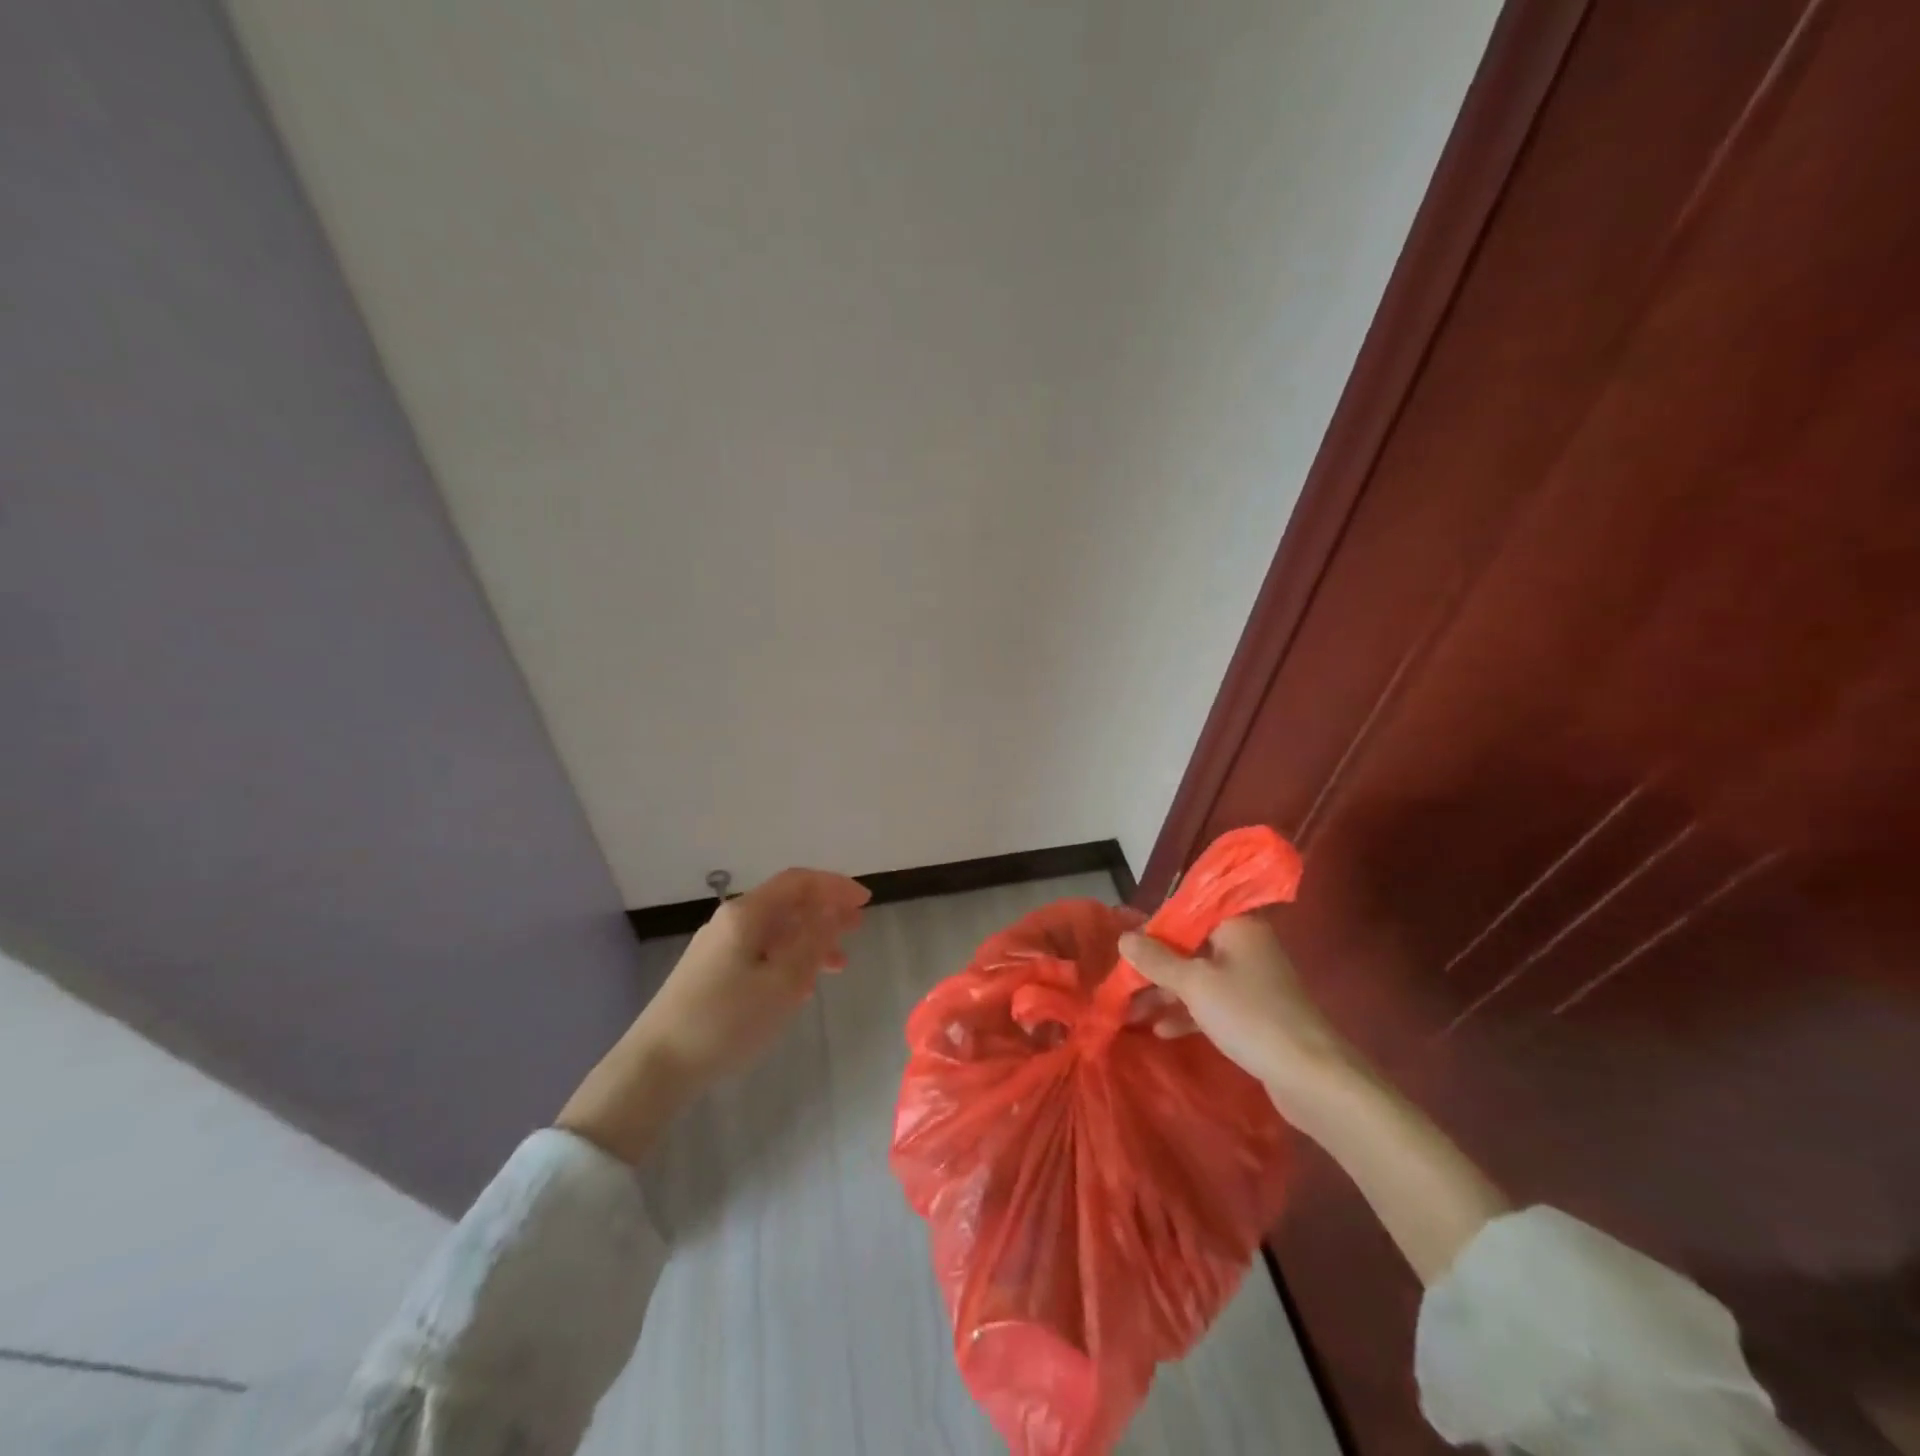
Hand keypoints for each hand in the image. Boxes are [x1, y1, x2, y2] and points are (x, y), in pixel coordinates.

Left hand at [637, 867, 870, 1085]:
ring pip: (775, 932)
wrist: (657, 1066)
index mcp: (747, 914)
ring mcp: (718, 948)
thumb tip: (833, 908)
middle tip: (857, 927)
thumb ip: (813, 941)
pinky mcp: (711, 973)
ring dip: (809, 940)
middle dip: (825, 912)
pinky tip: (801, 986)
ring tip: (838, 964)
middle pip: (786, 904)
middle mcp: (730, 921)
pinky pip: (760, 954)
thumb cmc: (727, 1020)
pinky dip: (788, 960)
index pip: (798, 882)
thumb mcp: (783, 981)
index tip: (865, 901)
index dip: (834, 886)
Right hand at [1118, 915, 1354, 1108]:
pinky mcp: (1254, 1013)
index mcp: (1237, 926)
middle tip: (1123, 981)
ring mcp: (1251, 981)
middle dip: (1155, 965)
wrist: (1311, 1075)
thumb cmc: (1249, 1015)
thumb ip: (1156, 960)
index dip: (1156, 927)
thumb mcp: (1194, 984)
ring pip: (1198, 977)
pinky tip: (1161, 1030)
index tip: (1127, 947)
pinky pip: (1212, 1002)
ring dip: (1166, 992)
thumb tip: (1124, 937)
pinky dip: (1187, 1012)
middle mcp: (1245, 946)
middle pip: (1191, 946)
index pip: (1188, 912)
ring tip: (1131, 1011)